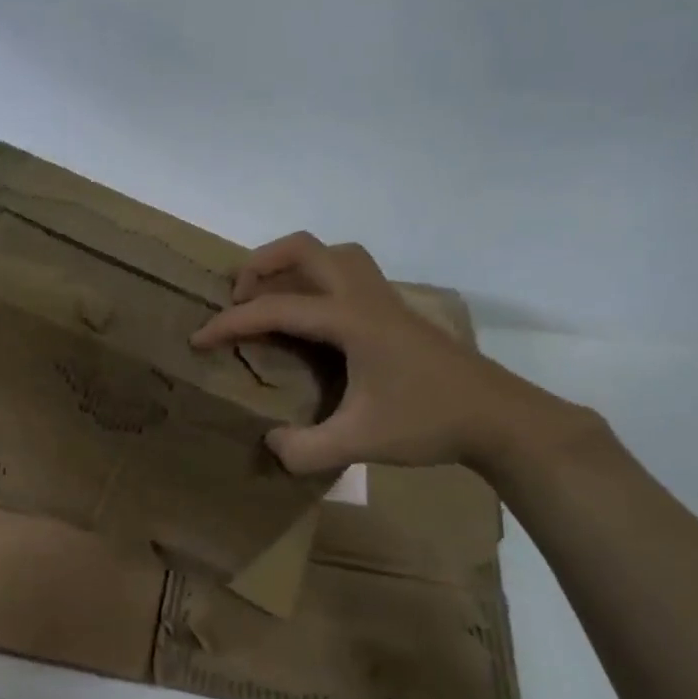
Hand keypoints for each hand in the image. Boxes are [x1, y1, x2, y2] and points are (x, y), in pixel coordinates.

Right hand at [191, 232, 579, 473]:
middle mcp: (365, 297)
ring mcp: (385, 300)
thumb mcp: (361, 443)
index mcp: (351, 320)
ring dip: (294, 265)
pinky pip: (349, 274)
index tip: (198, 340)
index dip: (230, 323)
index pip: (276, 308)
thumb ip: (306, 449)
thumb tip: (270, 443)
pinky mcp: (396, 312)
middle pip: (306, 249)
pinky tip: (315, 321)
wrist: (499, 418)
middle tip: (238, 298)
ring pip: (333, 253)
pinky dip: (319, 280)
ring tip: (273, 297)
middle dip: (261, 264)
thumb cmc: (429, 422)